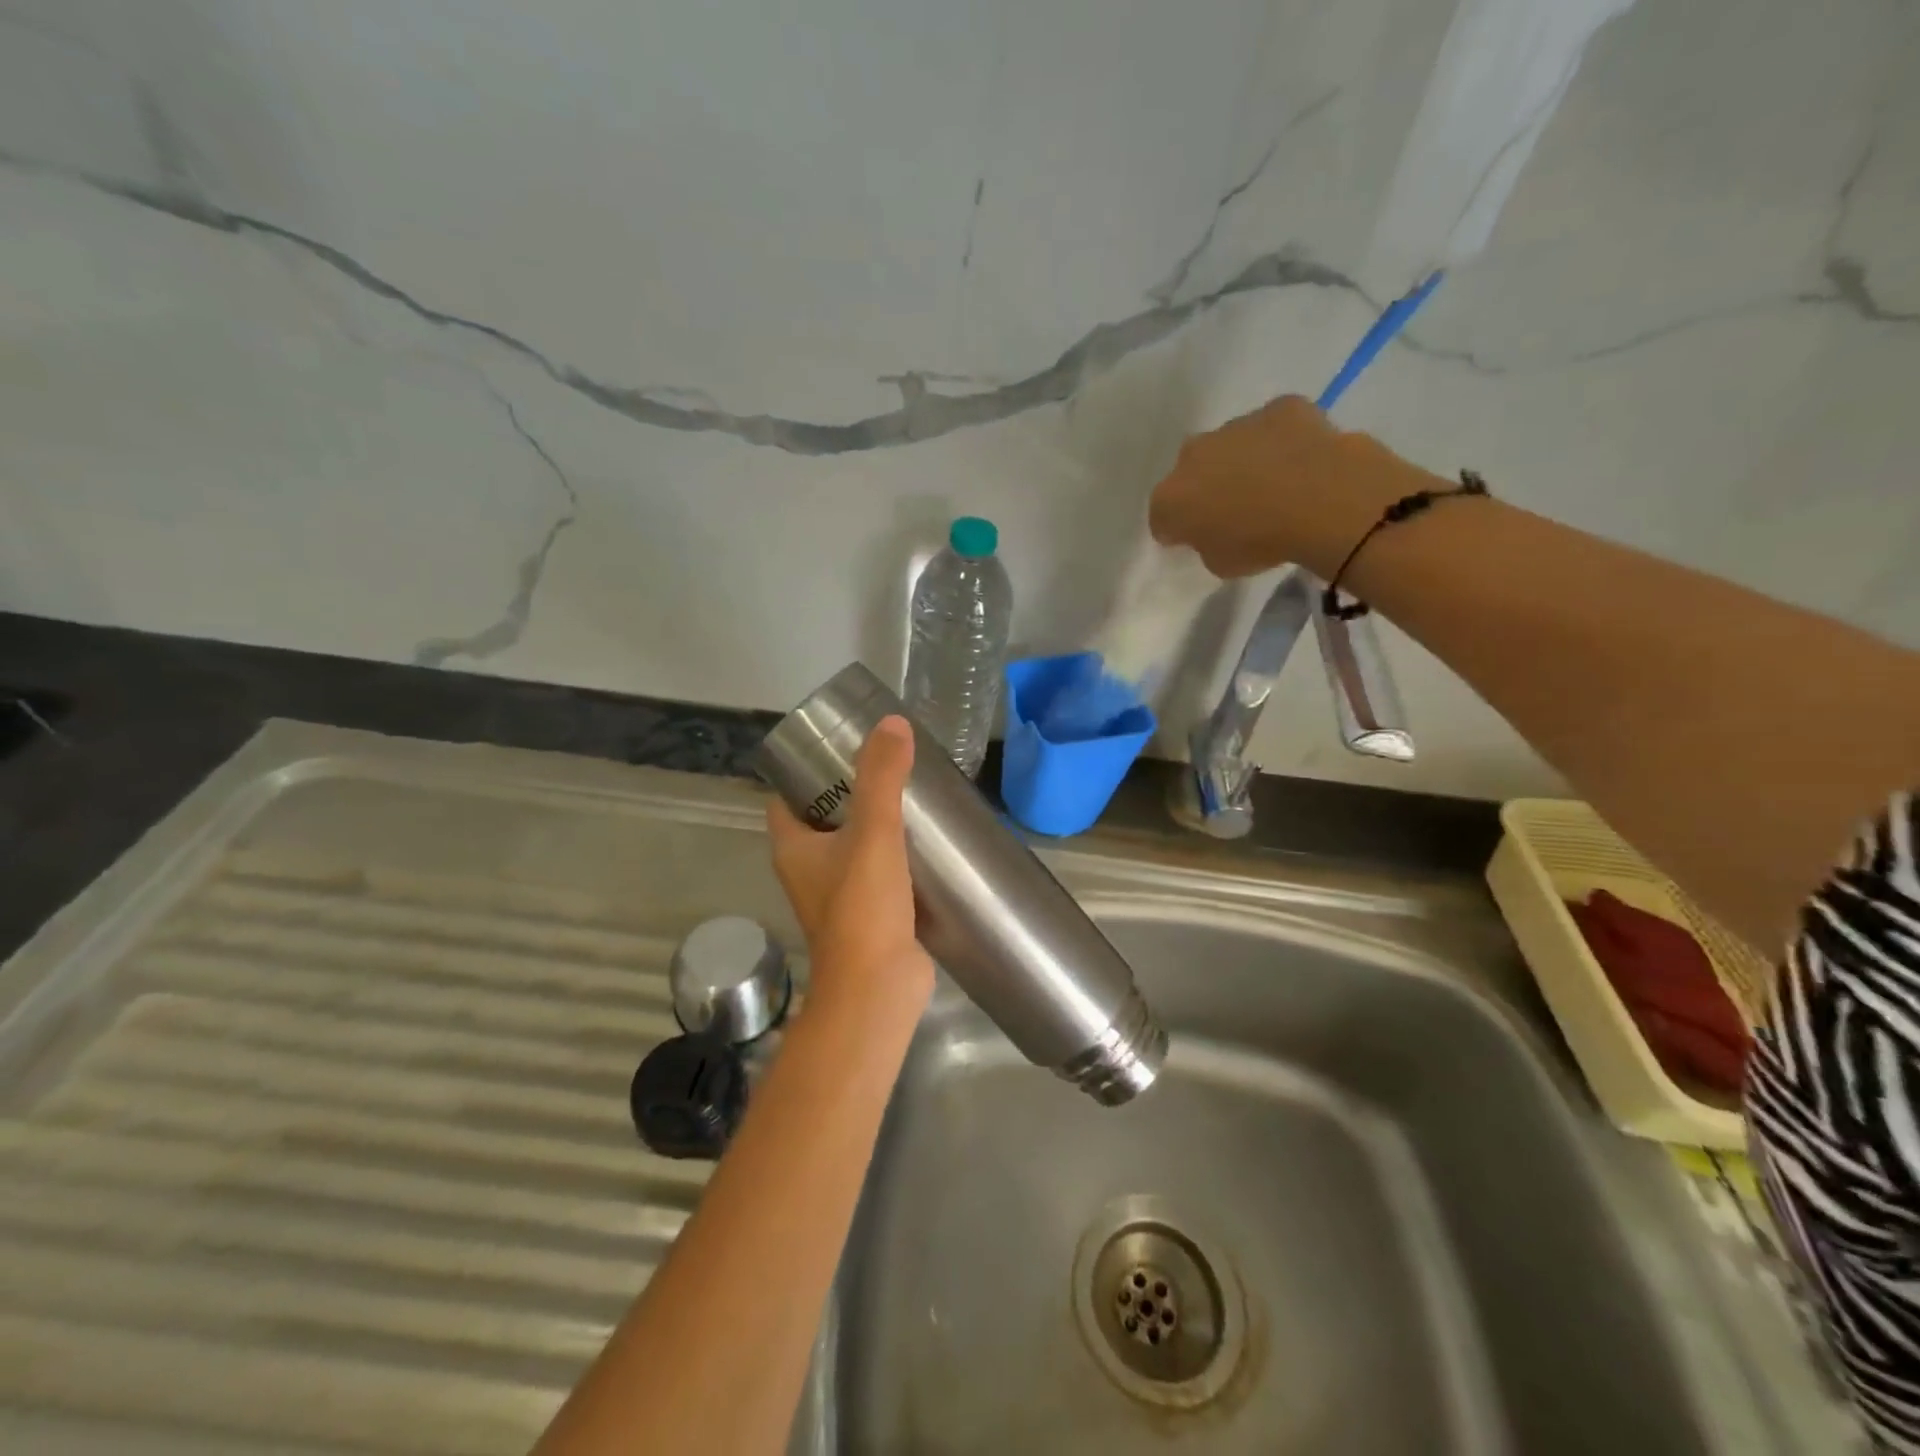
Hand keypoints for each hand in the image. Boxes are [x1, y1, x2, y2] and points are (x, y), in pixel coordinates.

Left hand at [766, 716, 934, 1020]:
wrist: (879, 988)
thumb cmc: (862, 907)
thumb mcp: (873, 832)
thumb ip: (882, 777)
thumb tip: (892, 723)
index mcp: (792, 848)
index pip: (785, 798)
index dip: (804, 771)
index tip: (840, 747)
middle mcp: (807, 870)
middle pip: (822, 818)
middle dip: (849, 792)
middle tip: (886, 763)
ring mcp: (838, 895)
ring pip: (852, 845)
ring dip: (875, 823)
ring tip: (910, 793)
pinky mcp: (869, 914)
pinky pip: (878, 872)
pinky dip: (895, 854)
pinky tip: (926, 839)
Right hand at [1148, 395, 1433, 578]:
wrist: (1323, 500)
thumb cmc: (1263, 542)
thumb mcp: (1221, 564)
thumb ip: (1207, 544)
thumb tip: (1214, 532)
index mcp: (1170, 498)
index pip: (1162, 518)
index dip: (1178, 530)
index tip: (1196, 540)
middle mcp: (1192, 455)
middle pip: (1191, 472)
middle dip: (1205, 486)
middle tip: (1233, 509)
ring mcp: (1235, 426)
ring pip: (1230, 444)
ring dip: (1242, 461)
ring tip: (1274, 485)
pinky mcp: (1279, 407)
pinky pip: (1273, 426)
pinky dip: (1282, 440)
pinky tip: (1302, 461)